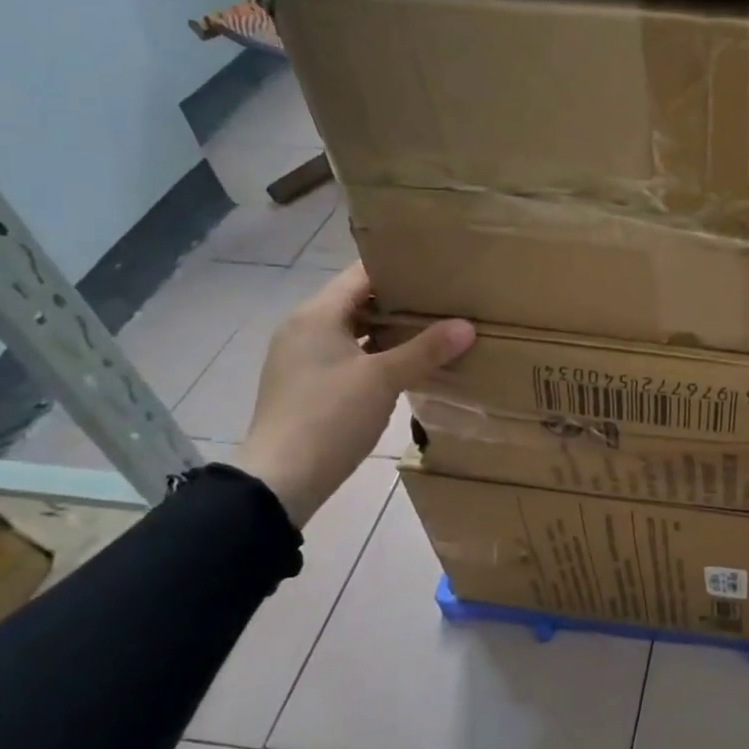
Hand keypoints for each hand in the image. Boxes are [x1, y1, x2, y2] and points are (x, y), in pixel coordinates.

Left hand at [235, 264, 473, 527]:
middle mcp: (303, 328)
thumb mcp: (383, 379)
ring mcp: (300, 358)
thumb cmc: (330, 417)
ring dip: (388, 330)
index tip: (438, 270)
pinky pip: (346, 355)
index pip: (361, 274)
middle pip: (357, 301)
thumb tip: (467, 326)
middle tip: (444, 301)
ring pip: (352, 330)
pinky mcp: (305, 385)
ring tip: (432, 331)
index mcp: (316, 314)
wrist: (281, 479)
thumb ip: (426, 350)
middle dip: (399, 301)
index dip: (399, 269)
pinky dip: (374, 354)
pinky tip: (403, 366)